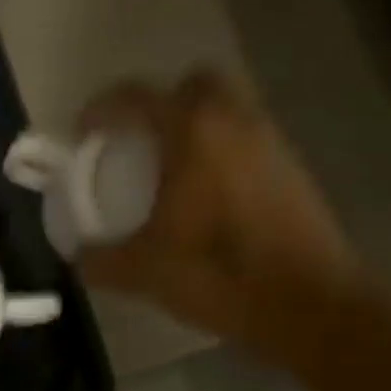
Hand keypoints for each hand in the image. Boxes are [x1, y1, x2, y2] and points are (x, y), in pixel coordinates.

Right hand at [75, 71, 363, 364]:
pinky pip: (250, 141)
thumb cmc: (221, 274)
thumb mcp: (146, 271)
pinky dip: (225, 153)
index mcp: (193, 132)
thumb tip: (78, 259)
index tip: (85, 132)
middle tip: (141, 141)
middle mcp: (235, 122)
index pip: (138, 96)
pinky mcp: (294, 170)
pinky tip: (211, 197)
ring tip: (174, 171)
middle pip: (195, 85)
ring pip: (229, 111)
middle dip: (163, 103)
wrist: (311, 305)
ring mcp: (272, 143)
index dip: (103, 108)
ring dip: (198, 127)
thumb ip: (102, 261)